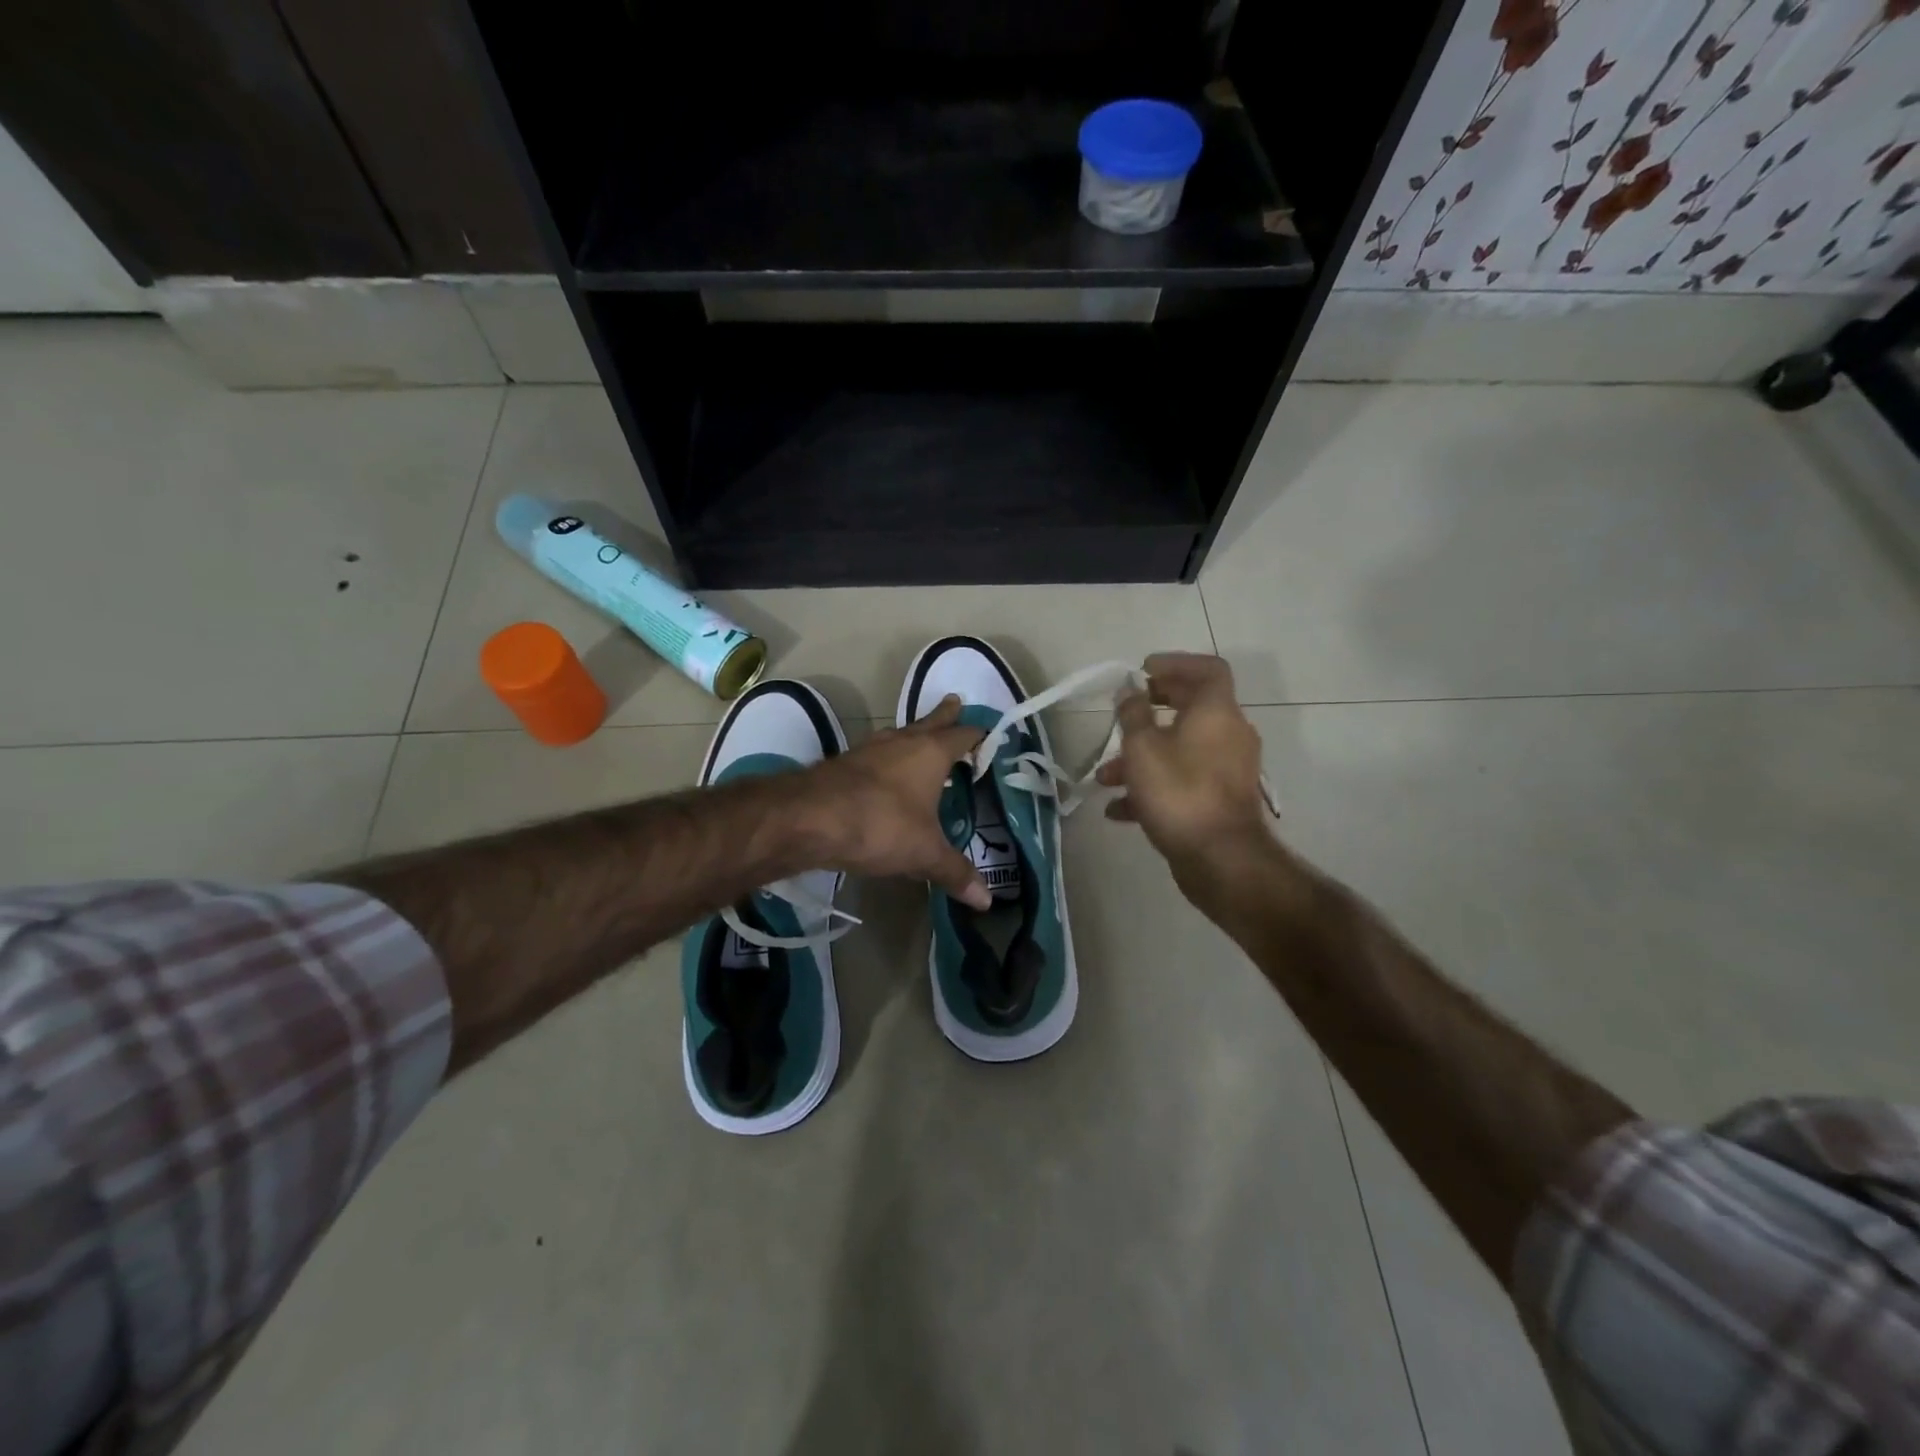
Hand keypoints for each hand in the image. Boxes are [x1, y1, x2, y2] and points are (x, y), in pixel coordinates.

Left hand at [802, 695, 992, 909]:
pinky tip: (884, 773)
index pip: (962, 735)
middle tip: (956, 701)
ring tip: (922, 738)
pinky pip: (875, 755)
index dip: (978, 735)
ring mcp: (869, 750)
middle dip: (945, 714)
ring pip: (899, 734)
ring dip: (913, 735)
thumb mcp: (924, 853)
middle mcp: (902, 742)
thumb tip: (987, 900)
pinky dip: (887, 759)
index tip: (989, 734)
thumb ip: (955, 872)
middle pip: (930, 721)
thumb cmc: (880, 825)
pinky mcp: (843, 764)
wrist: (808, 818)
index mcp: (931, 753)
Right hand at [1096, 653, 1271, 876]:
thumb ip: (1133, 714)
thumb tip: (1130, 691)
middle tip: (1125, 711)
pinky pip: (1184, 781)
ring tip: (1105, 777)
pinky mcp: (1219, 801)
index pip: (1208, 669)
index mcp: (1216, 713)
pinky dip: (1153, 787)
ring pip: (1181, 749)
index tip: (1144, 670)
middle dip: (1152, 709)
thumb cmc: (1179, 792)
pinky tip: (1119, 809)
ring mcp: (1227, 770)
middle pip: (1192, 708)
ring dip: (1143, 756)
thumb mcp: (1142, 748)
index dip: (1176, 663)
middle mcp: (1229, 735)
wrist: (1220, 859)